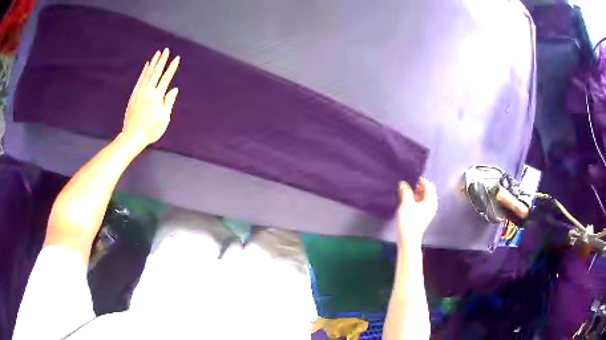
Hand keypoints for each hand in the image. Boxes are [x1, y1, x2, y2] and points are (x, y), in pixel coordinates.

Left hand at [121, 48, 179, 146]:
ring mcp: (140, 92)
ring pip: (147, 74)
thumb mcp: (164, 118)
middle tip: (166, 50)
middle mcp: (148, 91)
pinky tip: (146, 66)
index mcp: (157, 97)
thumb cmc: (151, 130)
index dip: (172, 68)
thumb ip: (168, 102)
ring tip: (157, 53)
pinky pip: (139, 80)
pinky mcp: (133, 96)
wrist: (132, 136)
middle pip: (156, 72)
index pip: (166, 78)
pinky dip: (143, 72)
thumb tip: (174, 89)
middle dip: (162, 60)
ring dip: (153, 63)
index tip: (177, 58)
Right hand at [397, 178, 437, 245]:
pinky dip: (413, 200)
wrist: (407, 239)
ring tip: (404, 191)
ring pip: (422, 198)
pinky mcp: (421, 216)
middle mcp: (431, 205)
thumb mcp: (406, 203)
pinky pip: (419, 204)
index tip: (410, 178)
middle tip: (406, 184)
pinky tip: (404, 201)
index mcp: (431, 201)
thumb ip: (406, 190)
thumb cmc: (409, 220)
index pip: (429, 185)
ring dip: (414, 193)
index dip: (420, 180)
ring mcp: (427, 212)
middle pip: (426, 191)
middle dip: (417, 186)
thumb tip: (403, 182)